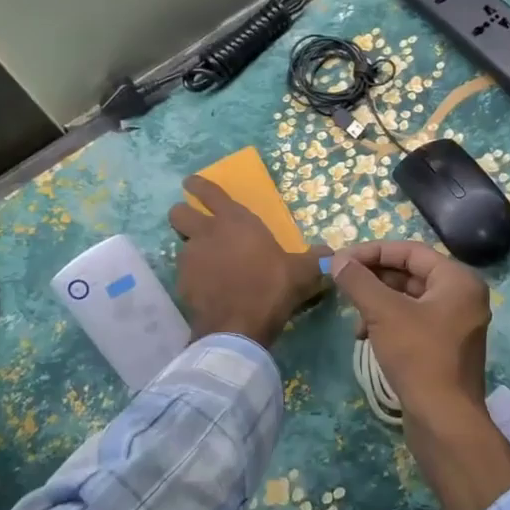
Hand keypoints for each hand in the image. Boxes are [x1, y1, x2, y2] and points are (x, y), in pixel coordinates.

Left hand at [168, 176, 329, 346]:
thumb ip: (315, 259)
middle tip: (194, 224)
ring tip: (208, 265)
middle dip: (183, 215)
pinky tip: (208, 290)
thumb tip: (331, 254)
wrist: (238, 327)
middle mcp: (207, 233)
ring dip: (191, 250)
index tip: (190, 183)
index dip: (198, 185)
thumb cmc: (271, 288)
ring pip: (181, 245)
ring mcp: (190, 258)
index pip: (209, 192)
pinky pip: (184, 273)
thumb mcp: (301, 272)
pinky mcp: (181, 283)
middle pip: (179, 213)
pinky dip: (193, 278)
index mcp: (235, 220)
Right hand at [327, 240, 490, 411]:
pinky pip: (412, 321)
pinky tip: (365, 336)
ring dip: (377, 302)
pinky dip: (388, 322)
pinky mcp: (444, 347)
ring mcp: (455, 324)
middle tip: (342, 283)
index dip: (373, 252)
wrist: (444, 421)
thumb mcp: (384, 313)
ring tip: (354, 318)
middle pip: (410, 273)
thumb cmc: (419, 357)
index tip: (342, 260)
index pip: (410, 251)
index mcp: (458, 280)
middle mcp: (462, 296)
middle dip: (374, 278)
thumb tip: (338, 260)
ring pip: (409, 299)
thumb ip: (359, 281)